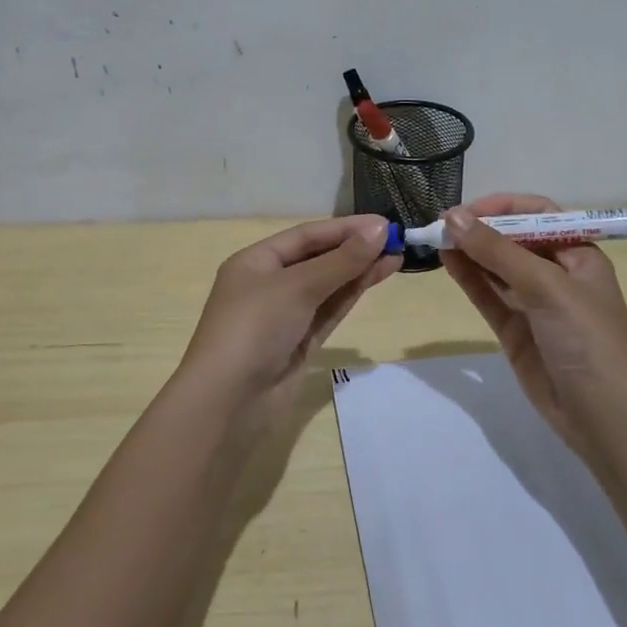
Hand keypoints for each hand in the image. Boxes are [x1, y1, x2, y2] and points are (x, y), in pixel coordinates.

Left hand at [177, 215, 399, 413]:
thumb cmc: (254, 328)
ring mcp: (285, 316)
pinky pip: (329, 310)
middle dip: (354, 249)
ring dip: (358, 271)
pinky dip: (351, 294)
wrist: (229, 403)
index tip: (384, 224)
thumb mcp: (297, 286)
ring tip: (396, 256)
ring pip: (327, 286)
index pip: (306, 236)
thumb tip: (380, 229)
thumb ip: (341, 260)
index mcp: (255, 262)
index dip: (345, 228)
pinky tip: (375, 278)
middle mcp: (268, 284)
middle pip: (317, 259)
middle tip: (397, 239)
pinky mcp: (299, 343)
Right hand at [441, 195, 626, 459]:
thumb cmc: (587, 339)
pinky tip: (447, 261)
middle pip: (514, 240)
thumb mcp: (547, 286)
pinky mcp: (516, 330)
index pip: (539, 215)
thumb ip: (497, 251)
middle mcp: (557, 274)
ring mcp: (535, 304)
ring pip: (497, 268)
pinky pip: (489, 296)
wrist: (603, 417)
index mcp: (579, 255)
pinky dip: (469, 278)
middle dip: (481, 229)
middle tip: (442, 224)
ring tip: (436, 239)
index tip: (467, 209)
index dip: (504, 207)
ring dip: (470, 252)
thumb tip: (452, 216)